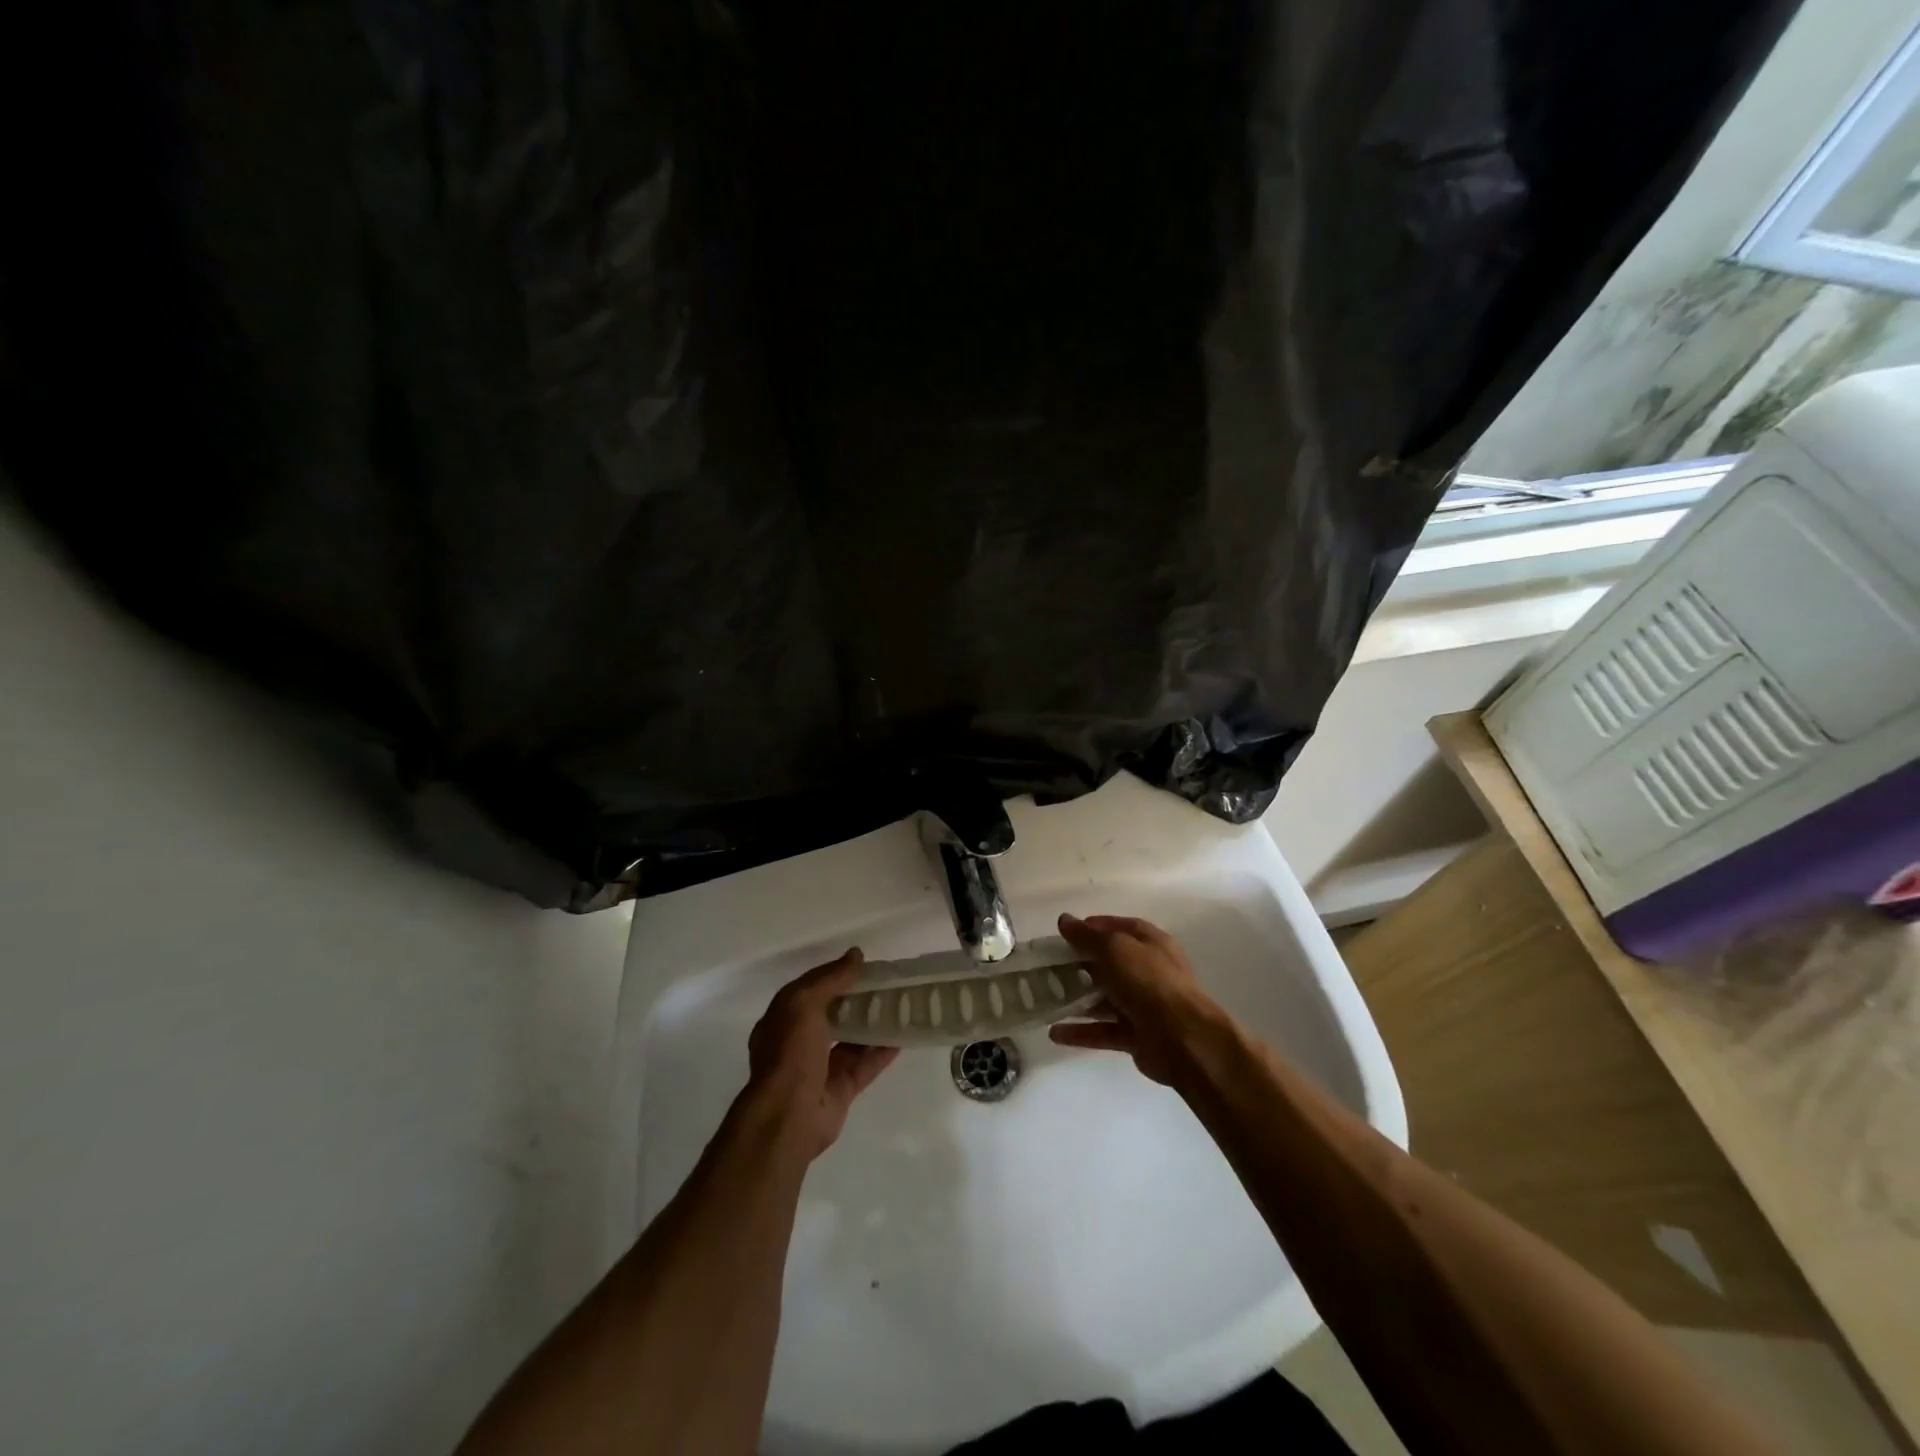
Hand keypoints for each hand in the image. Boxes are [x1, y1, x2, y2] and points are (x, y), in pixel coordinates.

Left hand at [742, 950, 898, 1159]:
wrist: (788, 1117)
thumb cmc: (790, 1053)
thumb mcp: (803, 1003)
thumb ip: (830, 978)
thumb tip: (856, 954)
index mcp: (783, 1018)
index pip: (811, 989)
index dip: (835, 975)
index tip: (864, 965)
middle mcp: (799, 1041)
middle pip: (834, 1013)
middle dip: (858, 999)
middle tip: (888, 984)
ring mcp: (820, 1068)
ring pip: (852, 1039)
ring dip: (873, 1024)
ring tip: (900, 1006)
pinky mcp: (840, 1090)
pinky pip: (865, 1065)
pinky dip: (882, 1051)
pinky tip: (903, 1036)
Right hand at [1049, 914, 1221, 1086]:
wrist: (1182, 1038)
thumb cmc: (1148, 981)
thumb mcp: (1114, 948)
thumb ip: (1087, 936)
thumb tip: (1064, 920)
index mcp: (1151, 943)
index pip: (1120, 928)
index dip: (1094, 927)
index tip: (1065, 934)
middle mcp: (1149, 971)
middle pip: (1111, 964)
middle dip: (1081, 964)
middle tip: (1051, 967)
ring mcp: (1144, 1005)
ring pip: (1106, 999)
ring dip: (1079, 999)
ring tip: (1048, 999)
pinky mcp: (1137, 1036)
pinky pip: (1104, 1030)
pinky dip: (1082, 1032)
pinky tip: (1056, 1032)